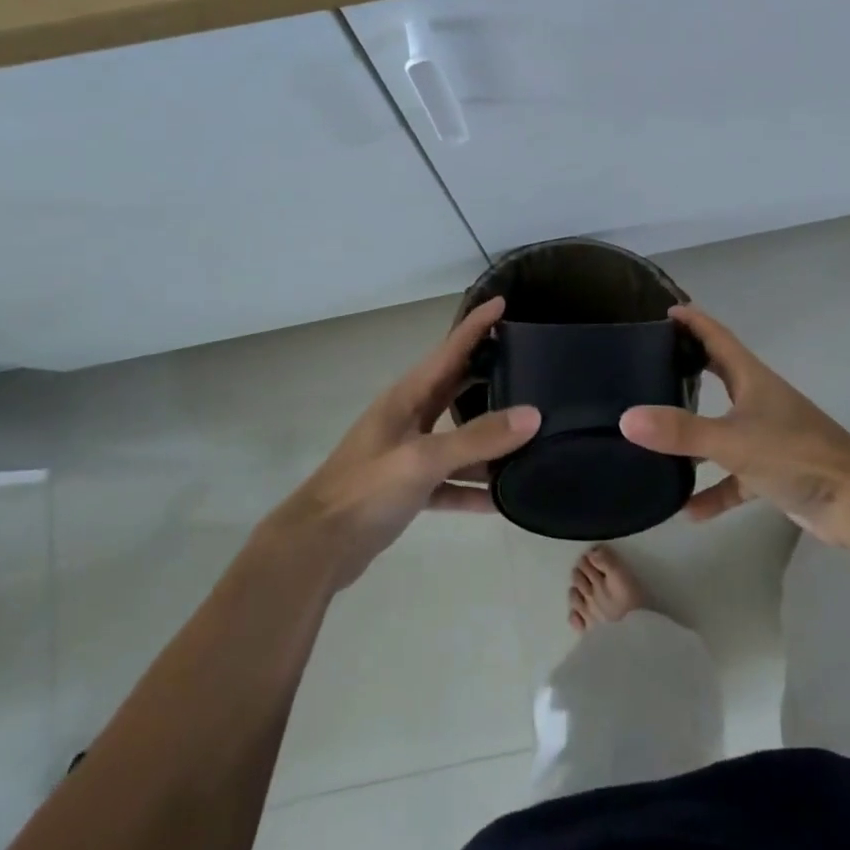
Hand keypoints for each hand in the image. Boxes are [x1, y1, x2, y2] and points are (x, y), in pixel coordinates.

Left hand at [274, 297, 538, 587]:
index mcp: (407, 397)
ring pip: (458, 438)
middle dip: (489, 374)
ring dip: (488, 440)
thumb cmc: (365, 490)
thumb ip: (477, 438)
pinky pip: (450, 481)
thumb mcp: (423, 459)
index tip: (502, 302)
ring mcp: (408, 455)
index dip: (475, 325)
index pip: (449, 350)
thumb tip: (533, 415)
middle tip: (530, 363)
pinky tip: (501, 500)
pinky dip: (472, 487)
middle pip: (456, 388)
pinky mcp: (408, 489)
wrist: (316, 548)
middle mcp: (408, 418)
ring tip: (531, 436)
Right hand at [619, 305, 849, 548]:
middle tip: (650, 365)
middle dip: (689, 368)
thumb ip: (680, 431)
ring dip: (694, 437)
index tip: (666, 311)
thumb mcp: (732, 441)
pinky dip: (714, 490)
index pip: (718, 338)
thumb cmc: (796, 454)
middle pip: (719, 377)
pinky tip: (688, 510)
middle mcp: (759, 401)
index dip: (693, 322)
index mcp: (752, 379)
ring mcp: (767, 437)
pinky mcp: (773, 472)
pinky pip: (734, 477)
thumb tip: (627, 419)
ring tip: (655, 439)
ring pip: (722, 430)